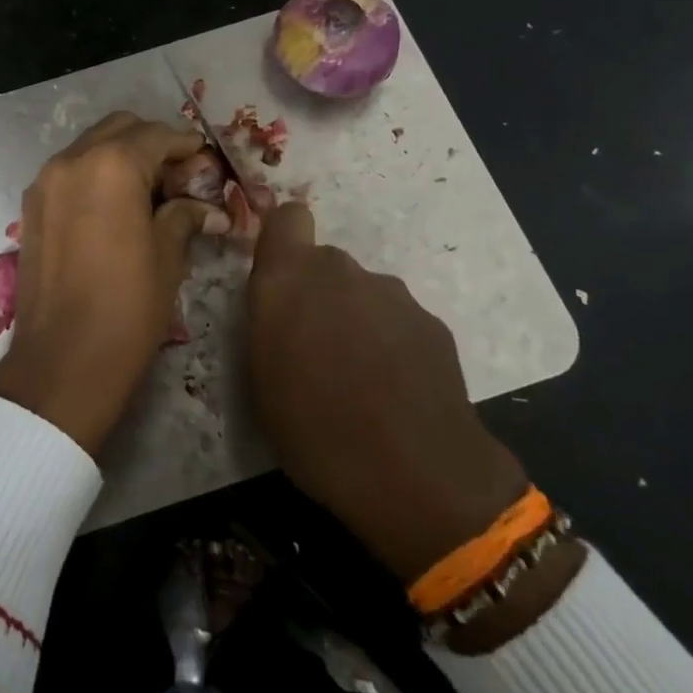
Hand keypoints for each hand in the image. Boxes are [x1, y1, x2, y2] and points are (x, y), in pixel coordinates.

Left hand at [0, 113, 215, 455]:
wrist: (62, 360)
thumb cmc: (127, 307)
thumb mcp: (167, 258)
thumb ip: (183, 216)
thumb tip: (205, 207)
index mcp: (112, 166)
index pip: (156, 135)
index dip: (186, 145)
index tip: (205, 161)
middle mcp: (72, 160)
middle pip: (120, 129)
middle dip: (152, 143)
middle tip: (178, 176)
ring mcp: (45, 182)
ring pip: (91, 147)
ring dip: (121, 156)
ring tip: (148, 193)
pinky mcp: (31, 206)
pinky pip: (69, 172)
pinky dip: (95, 174)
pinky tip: (115, 208)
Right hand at [245, 201, 529, 583]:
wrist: (415, 475)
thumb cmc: (314, 429)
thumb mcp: (261, 377)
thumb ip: (269, 321)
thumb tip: (282, 306)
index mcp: (289, 279)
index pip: (288, 218)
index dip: (283, 241)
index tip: (280, 281)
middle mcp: (340, 271)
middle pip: (324, 263)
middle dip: (317, 294)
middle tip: (314, 348)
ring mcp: (392, 294)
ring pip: (362, 292)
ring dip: (354, 319)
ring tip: (357, 377)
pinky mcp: (431, 321)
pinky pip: (396, 319)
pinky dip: (390, 342)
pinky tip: (394, 389)